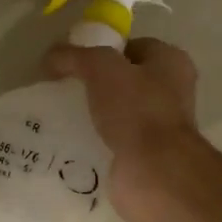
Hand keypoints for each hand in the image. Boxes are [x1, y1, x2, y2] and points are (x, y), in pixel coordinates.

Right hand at [43, 38, 221, 221]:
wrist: (154, 174)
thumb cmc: (137, 111)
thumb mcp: (101, 68)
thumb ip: (74, 56)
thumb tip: (51, 57)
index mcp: (171, 63)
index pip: (132, 47)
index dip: (101, 49)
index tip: (72, 62)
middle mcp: (170, 93)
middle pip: (123, 81)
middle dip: (92, 85)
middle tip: (62, 90)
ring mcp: (158, 128)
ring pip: (115, 113)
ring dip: (90, 115)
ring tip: (58, 116)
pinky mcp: (142, 157)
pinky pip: (111, 142)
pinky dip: (92, 142)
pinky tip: (67, 142)